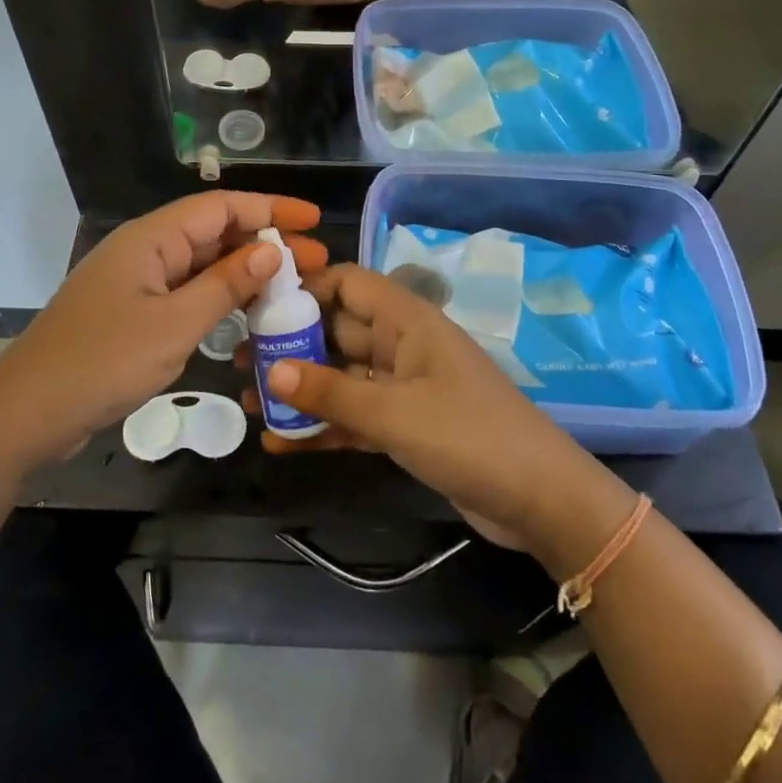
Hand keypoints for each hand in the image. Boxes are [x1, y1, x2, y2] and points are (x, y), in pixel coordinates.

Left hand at [0, 193, 327, 471]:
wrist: (28, 412)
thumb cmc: (103, 362)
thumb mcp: (175, 324)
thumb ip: (225, 284)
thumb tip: (272, 248)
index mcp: (152, 238)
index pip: (221, 207)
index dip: (270, 208)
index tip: (314, 218)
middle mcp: (146, 250)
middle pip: (214, 233)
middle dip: (265, 242)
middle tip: (315, 261)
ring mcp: (137, 282)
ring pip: (202, 265)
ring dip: (245, 272)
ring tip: (292, 286)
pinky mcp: (133, 312)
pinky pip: (186, 292)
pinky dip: (219, 298)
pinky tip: (247, 314)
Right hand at [255, 264, 611, 550]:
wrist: (540, 500)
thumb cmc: (469, 436)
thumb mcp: (394, 413)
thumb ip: (331, 392)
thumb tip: (271, 372)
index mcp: (406, 320)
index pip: (348, 282)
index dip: (305, 287)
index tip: (258, 305)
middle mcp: (401, 344)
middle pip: (337, 330)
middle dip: (290, 343)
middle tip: (240, 361)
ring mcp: (404, 386)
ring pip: (342, 375)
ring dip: (301, 388)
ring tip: (247, 401)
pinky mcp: (406, 424)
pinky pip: (355, 414)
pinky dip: (323, 425)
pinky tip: (281, 441)